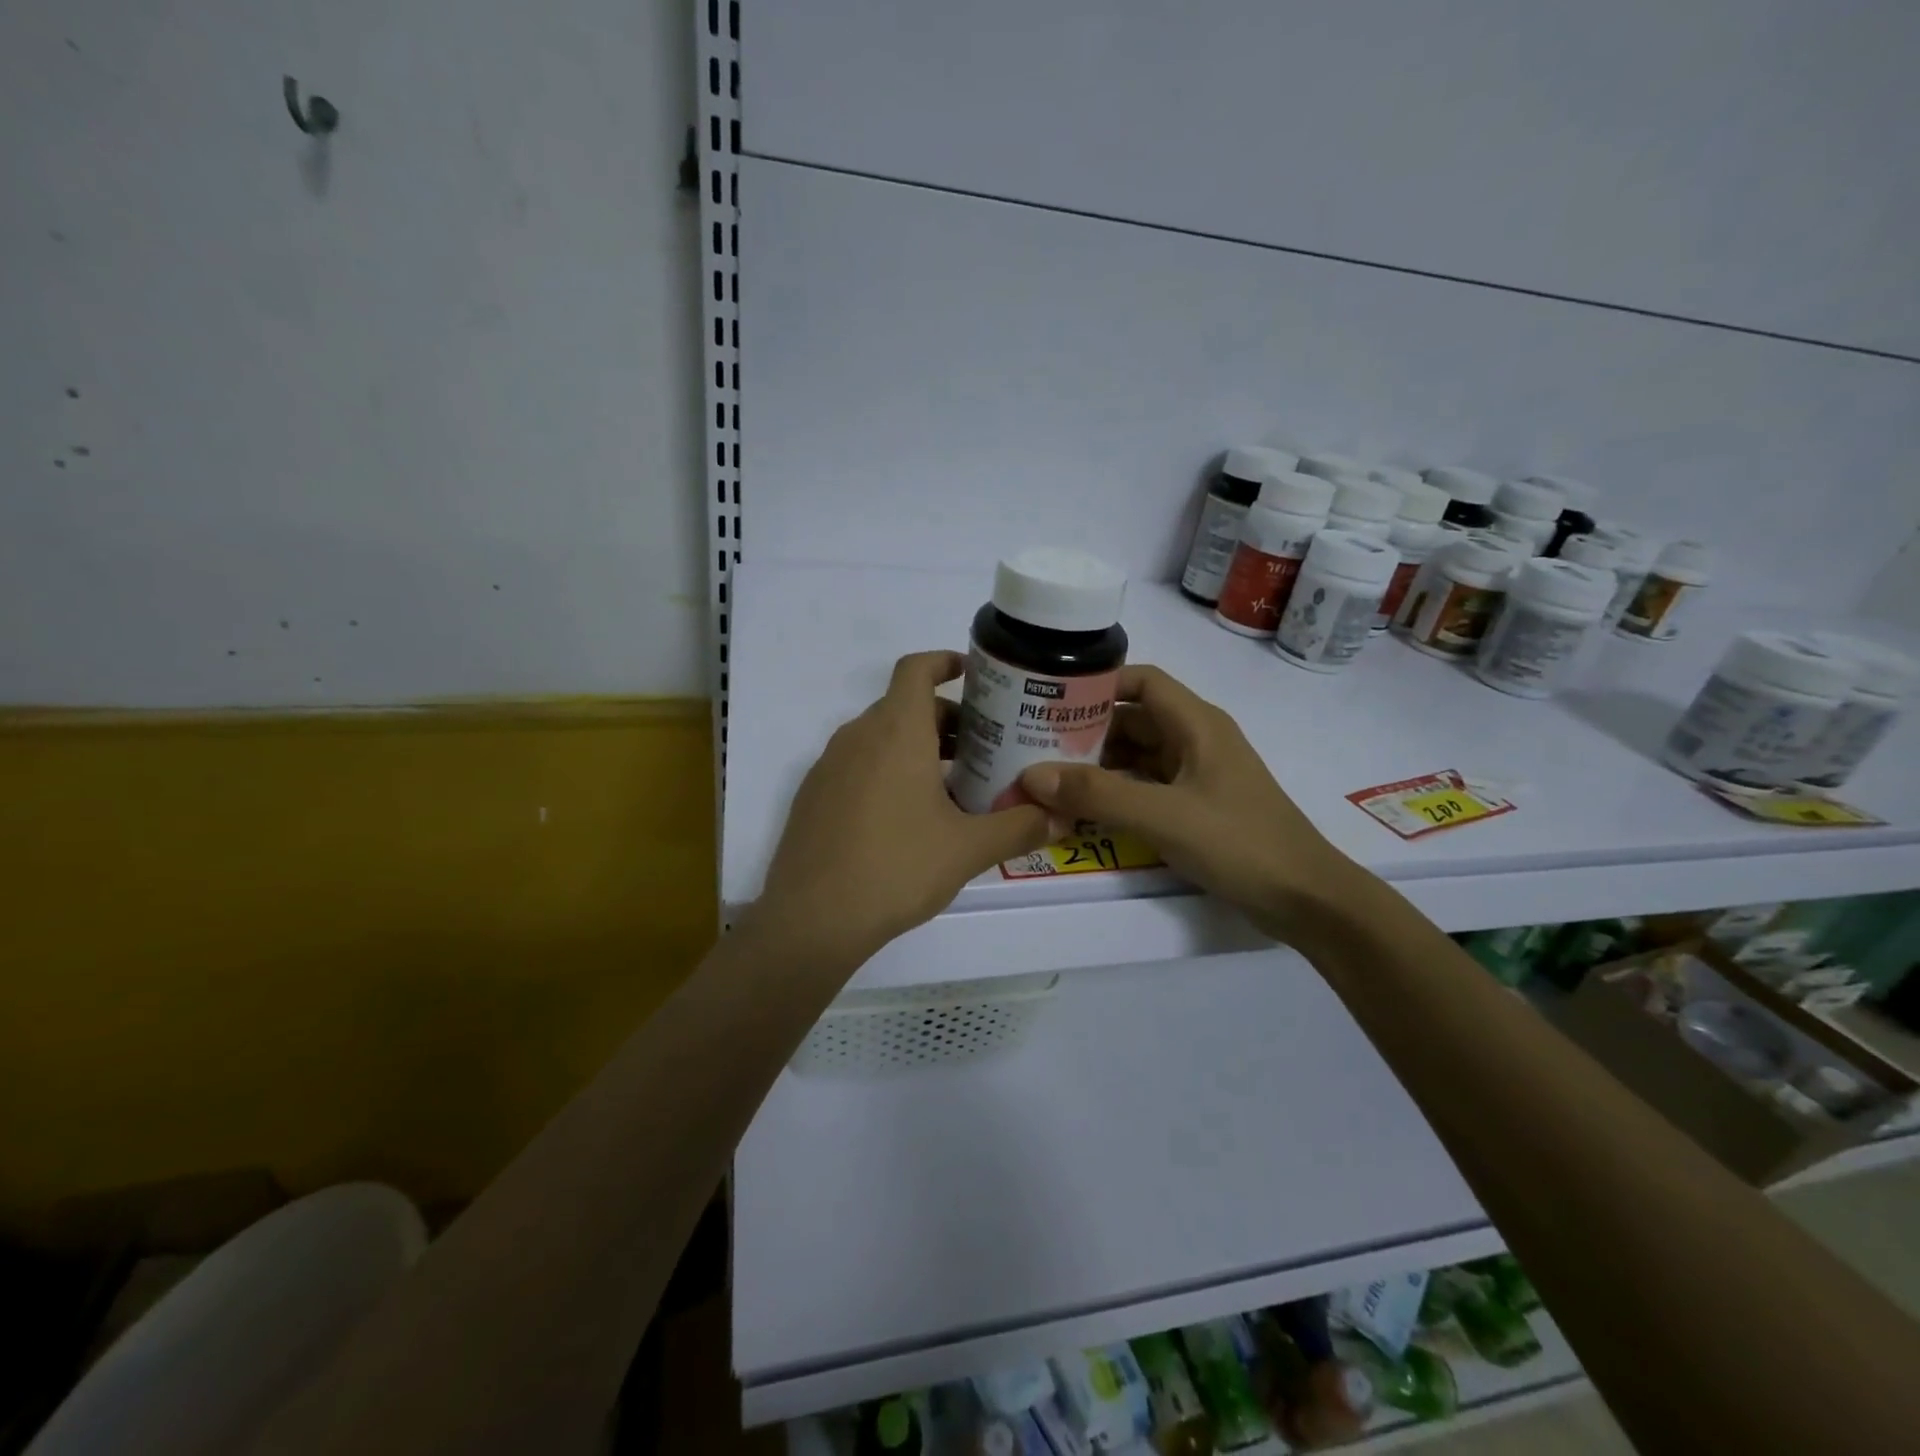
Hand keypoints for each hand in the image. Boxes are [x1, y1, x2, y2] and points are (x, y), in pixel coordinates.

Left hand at [754, 651, 1051, 963]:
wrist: (812, 919)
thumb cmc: (897, 868)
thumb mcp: (968, 849)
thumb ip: (1020, 827)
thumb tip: (1061, 818)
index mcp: (895, 731)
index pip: (915, 669)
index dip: (943, 661)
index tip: (972, 674)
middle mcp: (857, 736)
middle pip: (903, 706)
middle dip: (945, 719)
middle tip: (982, 748)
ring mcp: (828, 766)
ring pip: (879, 737)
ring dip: (916, 747)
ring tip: (953, 786)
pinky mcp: (813, 796)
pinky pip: (857, 765)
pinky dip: (886, 770)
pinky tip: (907, 818)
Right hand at [1018, 665, 1361, 938]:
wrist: (1306, 900)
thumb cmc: (1239, 843)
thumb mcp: (1162, 816)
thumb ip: (1097, 794)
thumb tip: (1031, 776)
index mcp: (1197, 724)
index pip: (1142, 681)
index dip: (1098, 683)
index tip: (1052, 699)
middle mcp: (1197, 740)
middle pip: (1134, 719)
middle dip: (1087, 730)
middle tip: (1035, 744)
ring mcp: (1198, 775)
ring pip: (1138, 755)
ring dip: (1099, 764)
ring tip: (1050, 776)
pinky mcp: (1197, 807)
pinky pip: (1147, 786)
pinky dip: (1117, 791)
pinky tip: (1085, 808)